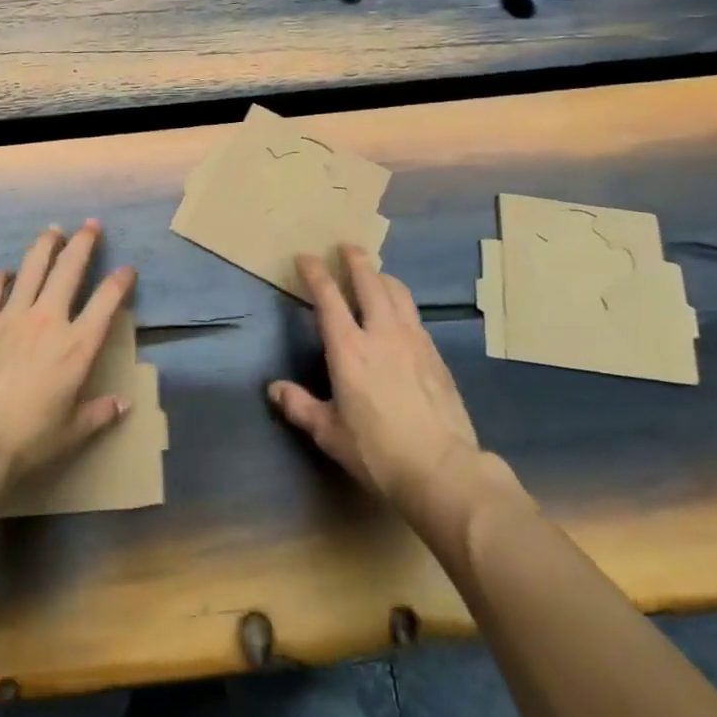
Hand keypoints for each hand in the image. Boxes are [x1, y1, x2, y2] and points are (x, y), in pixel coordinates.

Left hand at [0, 220, 136, 504]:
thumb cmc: (27, 440)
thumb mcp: (71, 433)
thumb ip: (99, 413)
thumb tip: (124, 404)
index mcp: (76, 346)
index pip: (107, 301)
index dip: (120, 281)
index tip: (127, 269)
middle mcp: (48, 319)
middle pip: (69, 268)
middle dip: (84, 242)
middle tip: (91, 225)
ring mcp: (12, 315)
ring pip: (33, 267)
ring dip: (46, 245)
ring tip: (53, 231)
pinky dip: (1, 277)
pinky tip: (5, 272)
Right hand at [269, 245, 500, 529]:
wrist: (443, 470)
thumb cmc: (378, 452)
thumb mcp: (330, 434)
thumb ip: (300, 407)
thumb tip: (274, 389)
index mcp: (349, 348)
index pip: (328, 297)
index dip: (315, 273)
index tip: (305, 257)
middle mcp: (381, 332)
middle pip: (369, 281)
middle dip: (355, 260)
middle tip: (347, 247)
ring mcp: (413, 340)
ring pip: (397, 292)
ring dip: (382, 277)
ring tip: (375, 274)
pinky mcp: (435, 354)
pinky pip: (415, 315)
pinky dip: (401, 303)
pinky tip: (400, 314)